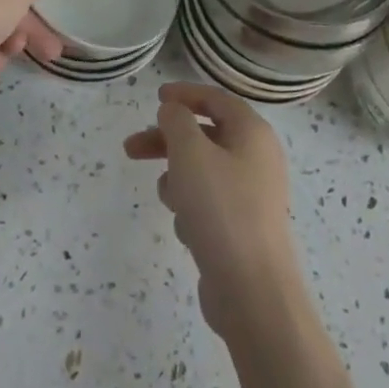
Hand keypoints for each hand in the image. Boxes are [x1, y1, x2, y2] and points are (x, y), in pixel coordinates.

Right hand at [124, 82, 304, 340]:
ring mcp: (252, 196)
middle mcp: (257, 158)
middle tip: (131, 148)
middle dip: (167, 141)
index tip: (156, 97)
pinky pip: (209, 204)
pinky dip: (192, 209)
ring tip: (168, 198)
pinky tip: (187, 230)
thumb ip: (176, 121)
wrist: (253, 294)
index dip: (185, 94)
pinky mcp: (242, 229)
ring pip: (203, 172)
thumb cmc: (221, 209)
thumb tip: (174, 112)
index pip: (216, 99)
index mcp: (253, 133)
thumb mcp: (190, 152)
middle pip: (204, 136)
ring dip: (178, 179)